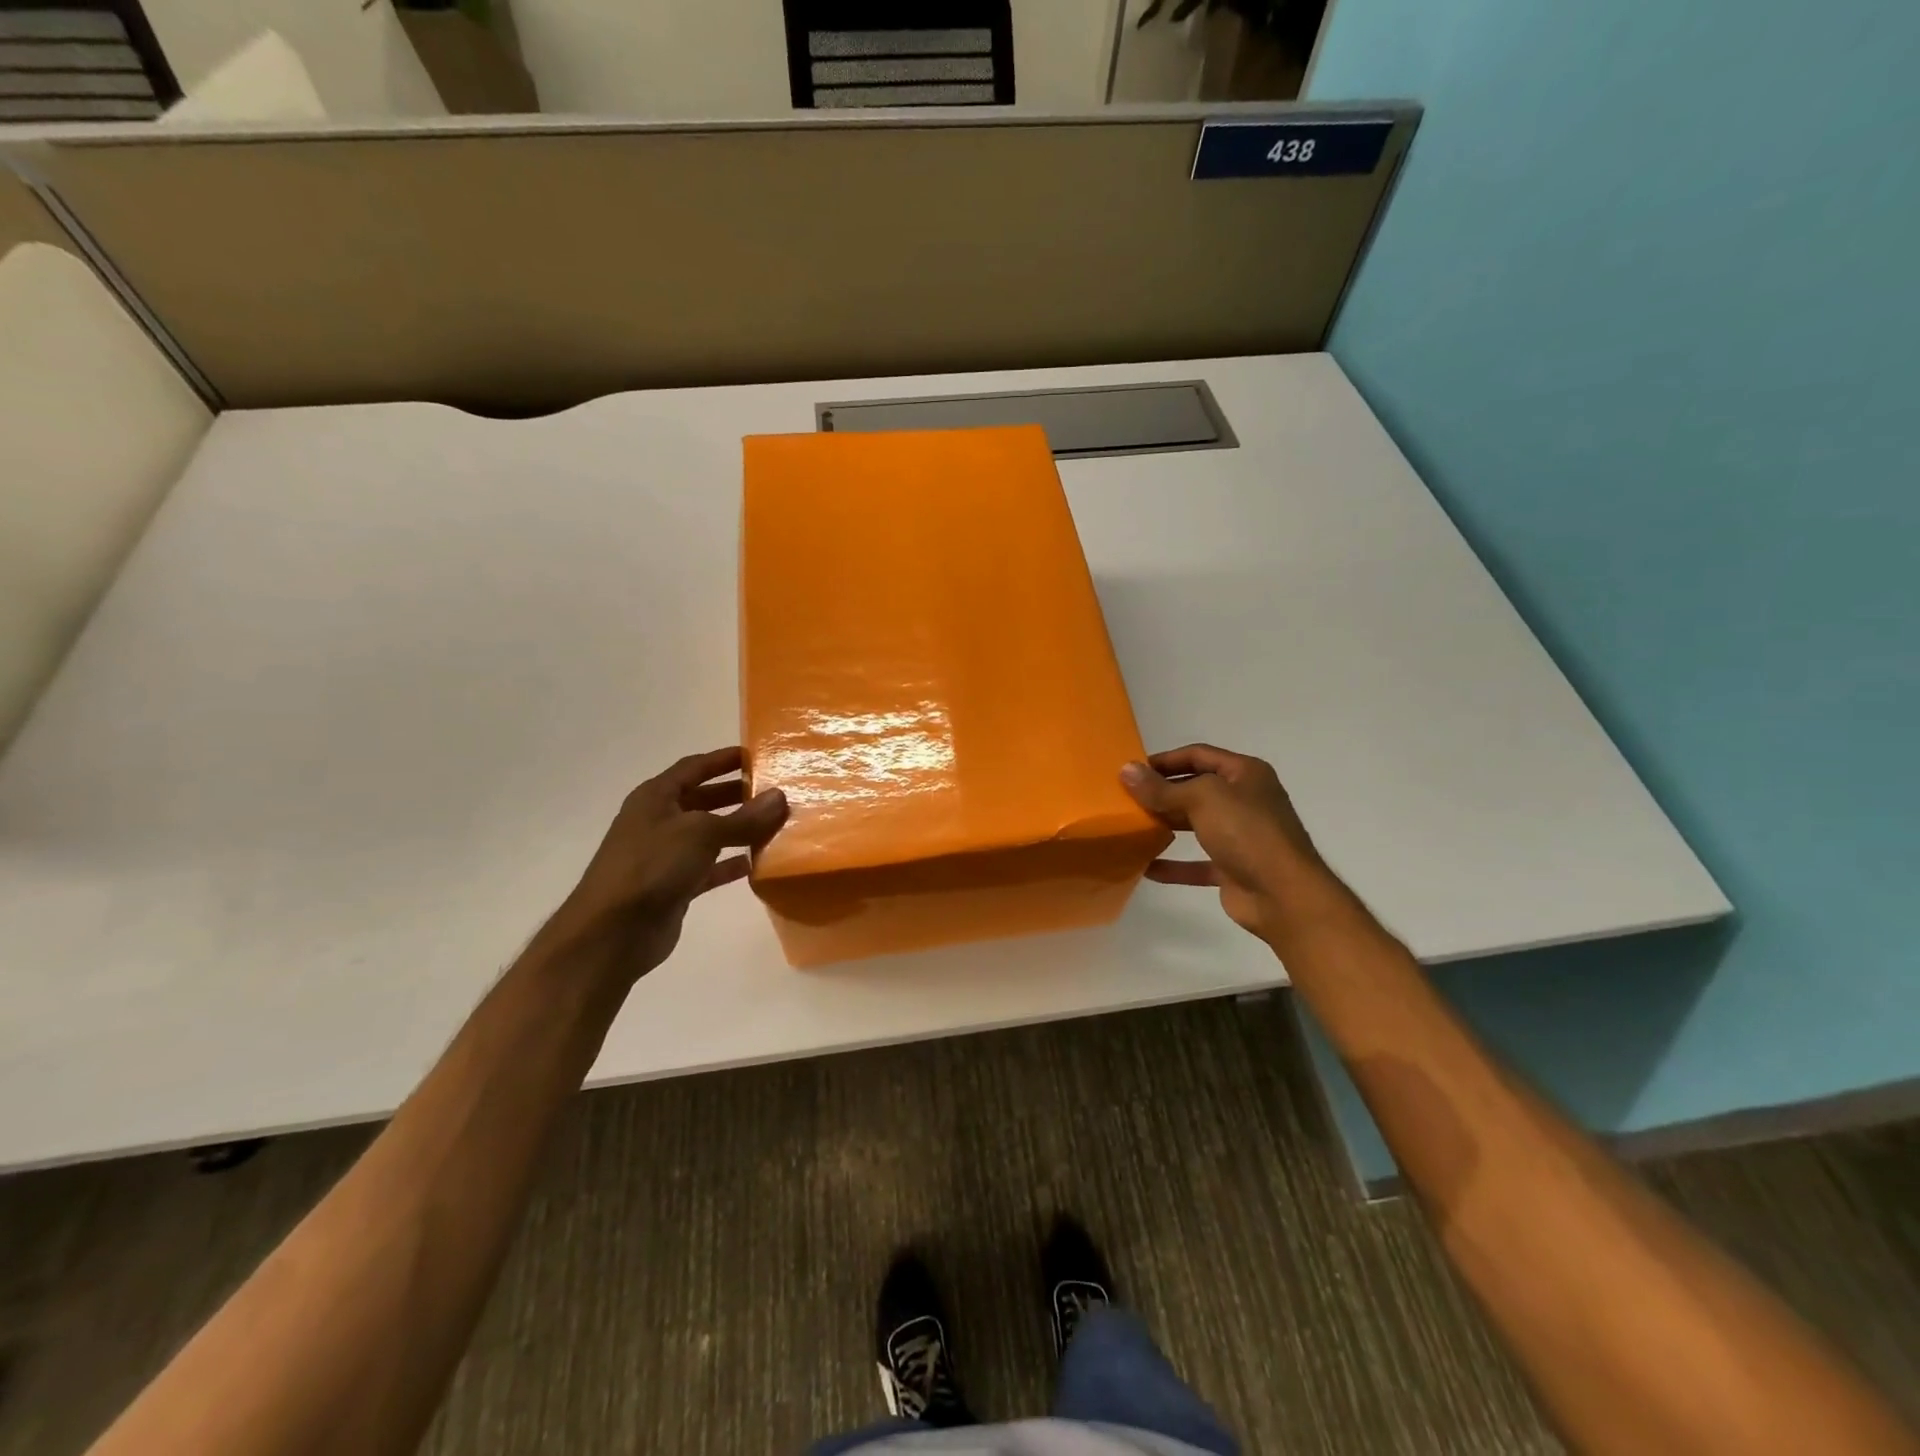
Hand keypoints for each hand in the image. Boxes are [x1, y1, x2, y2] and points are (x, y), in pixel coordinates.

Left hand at [541, 747, 786, 983]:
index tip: (757, 755)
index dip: (724, 759)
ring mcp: (664, 855)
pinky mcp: (673, 886)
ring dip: (737, 830)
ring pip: (708, 835)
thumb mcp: (702, 834)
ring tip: (774, 825)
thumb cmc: (653, 866)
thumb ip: (743, 818)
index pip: (694, 767)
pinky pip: (708, 867)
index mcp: (656, 797)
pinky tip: (755, 864)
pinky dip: (729, 864)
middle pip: (702, 799)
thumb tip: (780, 797)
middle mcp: (659, 821)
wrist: (613, 932)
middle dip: (735, 794)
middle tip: (774, 792)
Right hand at [1121, 744, 1326, 940]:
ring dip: (1167, 824)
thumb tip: (1126, 770)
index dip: (1165, 760)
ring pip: (1196, 824)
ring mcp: (1240, 836)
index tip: (1132, 770)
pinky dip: (1174, 865)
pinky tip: (1146, 866)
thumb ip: (1161, 788)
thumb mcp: (1202, 798)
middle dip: (1162, 793)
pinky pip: (1197, 863)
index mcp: (1245, 774)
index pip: (1198, 754)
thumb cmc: (1247, 832)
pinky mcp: (1233, 868)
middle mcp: (1245, 800)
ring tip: (1132, 826)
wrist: (1283, 895)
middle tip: (1126, 798)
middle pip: (1195, 788)